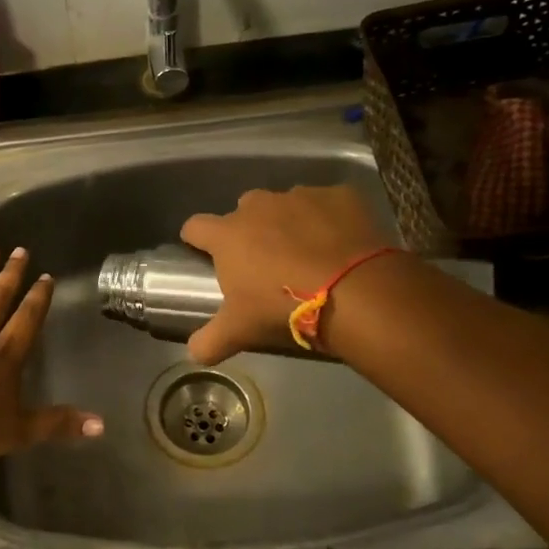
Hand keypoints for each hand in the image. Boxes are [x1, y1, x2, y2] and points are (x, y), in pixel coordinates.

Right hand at [179, 185, 394, 363]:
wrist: (355, 293)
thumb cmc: (283, 308)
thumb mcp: (240, 331)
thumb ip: (209, 341)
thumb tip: (193, 352)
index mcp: (228, 234)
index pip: (196, 226)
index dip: (197, 239)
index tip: (204, 253)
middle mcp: (259, 206)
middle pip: (243, 211)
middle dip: (249, 230)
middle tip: (265, 263)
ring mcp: (300, 196)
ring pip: (286, 205)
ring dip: (290, 224)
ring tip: (307, 255)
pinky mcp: (340, 195)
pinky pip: (328, 204)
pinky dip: (330, 220)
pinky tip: (341, 245)